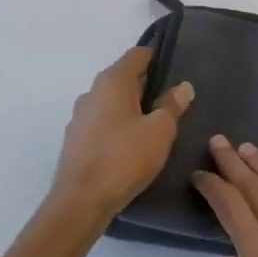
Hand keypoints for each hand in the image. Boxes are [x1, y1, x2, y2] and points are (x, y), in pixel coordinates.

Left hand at [48, 47, 193, 227]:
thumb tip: (183, 86)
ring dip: (129, 107)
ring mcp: (79, 116)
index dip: (156, 57)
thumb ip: (172, 105)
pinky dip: (116, 125)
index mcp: (113, 81)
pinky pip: (101, 121)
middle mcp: (92, 92)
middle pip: (123, 77)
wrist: (80, 202)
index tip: (174, 68)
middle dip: (145, 85)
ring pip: (110, 101)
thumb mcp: (160, 131)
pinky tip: (129, 144)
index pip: (137, 55)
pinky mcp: (74, 139)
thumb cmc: (124, 158)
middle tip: (170, 100)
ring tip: (152, 124)